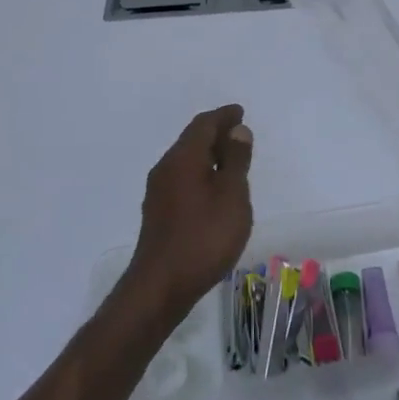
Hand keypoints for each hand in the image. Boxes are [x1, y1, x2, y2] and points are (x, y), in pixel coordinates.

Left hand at [130, 105, 254, 322]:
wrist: (160, 287)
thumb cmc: (204, 237)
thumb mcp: (231, 195)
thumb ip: (236, 160)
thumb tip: (237, 130)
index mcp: (183, 158)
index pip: (203, 125)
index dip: (223, 116)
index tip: (240, 112)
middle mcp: (165, 168)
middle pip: (191, 140)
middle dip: (215, 133)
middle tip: (239, 134)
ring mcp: (158, 192)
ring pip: (186, 161)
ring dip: (208, 155)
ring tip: (231, 161)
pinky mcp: (158, 213)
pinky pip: (182, 179)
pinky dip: (200, 173)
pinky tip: (213, 190)